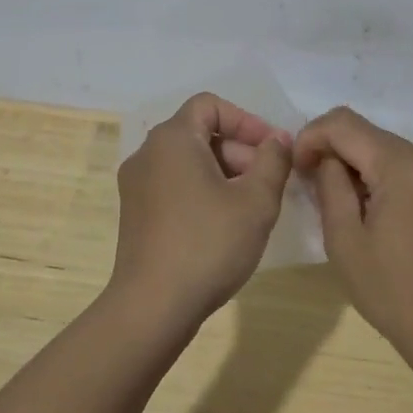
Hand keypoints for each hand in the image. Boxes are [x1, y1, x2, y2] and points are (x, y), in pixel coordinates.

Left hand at [111, 93, 292, 334]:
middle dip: (239, 150)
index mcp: (172, 139)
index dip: (246, 120)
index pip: (210, 105)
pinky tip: (225, 224)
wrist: (153, 306)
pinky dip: (202, 191)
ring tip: (251, 205)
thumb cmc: (208, 244)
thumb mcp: (256, 201)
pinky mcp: (135, 214)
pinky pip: (174, 185)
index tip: (272, 149)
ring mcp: (136, 185)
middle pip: (199, 133)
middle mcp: (147, 153)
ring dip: (224, 172)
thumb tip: (278, 140)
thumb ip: (273, 161)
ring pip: (188, 161)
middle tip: (269, 181)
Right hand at [294, 107, 412, 377]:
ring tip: (336, 201)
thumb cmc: (393, 292)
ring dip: (353, 164)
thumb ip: (329, 185)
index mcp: (402, 166)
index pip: (343, 123)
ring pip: (383, 148)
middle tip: (310, 186)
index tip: (297, 171)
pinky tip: (367, 209)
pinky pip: (402, 166)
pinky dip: (376, 176)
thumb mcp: (344, 239)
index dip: (311, 137)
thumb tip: (324, 159)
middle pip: (365, 132)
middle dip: (331, 150)